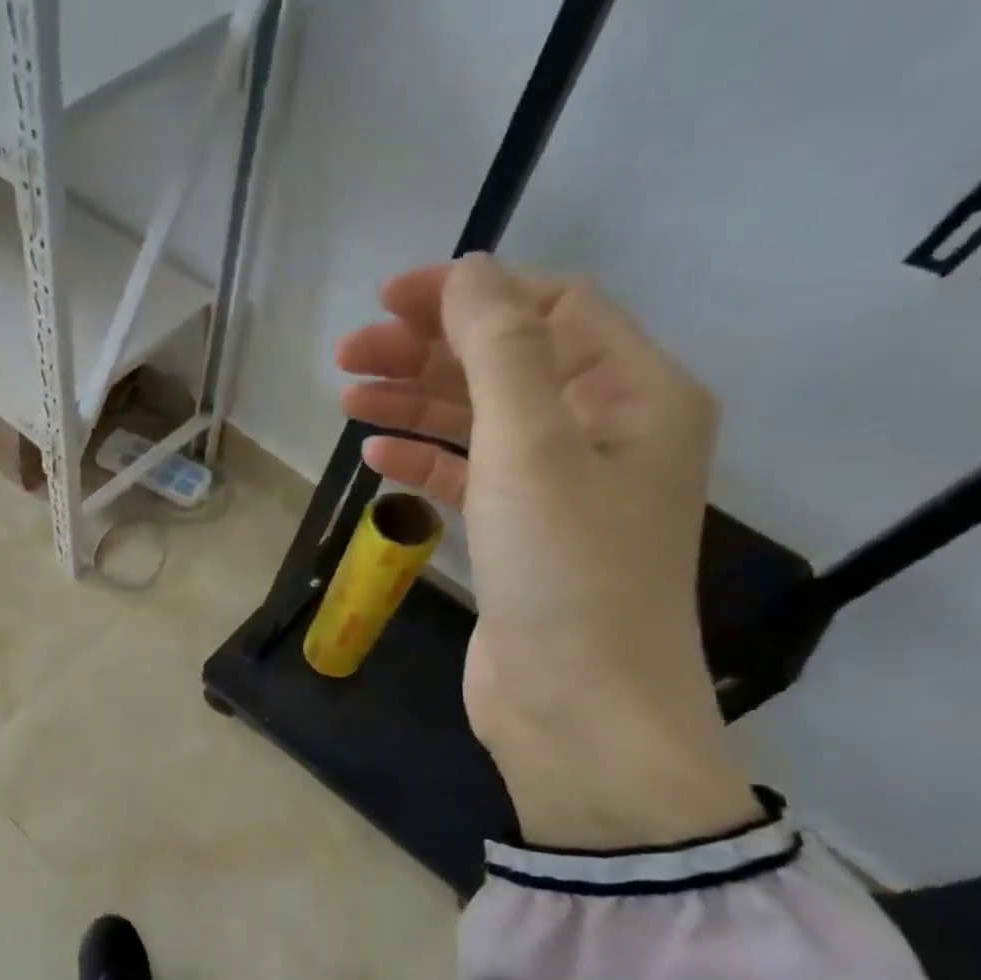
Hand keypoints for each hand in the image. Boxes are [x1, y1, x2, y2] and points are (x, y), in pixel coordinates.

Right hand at [338, 255, 757, 847]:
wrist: (578, 709)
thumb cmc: (567, 572)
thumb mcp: (533, 448)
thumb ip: (500, 351)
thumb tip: (471, 270)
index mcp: (634, 395)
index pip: (552, 310)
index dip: (470, 295)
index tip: (389, 301)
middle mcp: (605, 433)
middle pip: (507, 364)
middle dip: (427, 352)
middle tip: (347, 355)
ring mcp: (560, 489)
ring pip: (480, 421)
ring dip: (415, 404)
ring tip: (346, 398)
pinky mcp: (519, 537)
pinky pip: (468, 477)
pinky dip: (424, 460)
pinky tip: (376, 458)